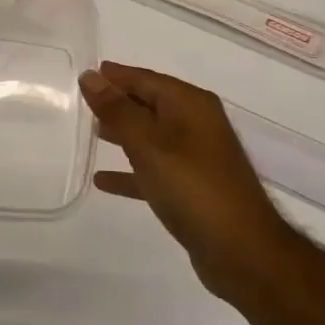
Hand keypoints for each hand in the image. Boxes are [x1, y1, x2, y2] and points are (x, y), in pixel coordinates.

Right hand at [78, 62, 291, 297]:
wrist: (241, 250)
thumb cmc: (192, 187)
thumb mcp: (148, 143)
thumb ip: (117, 109)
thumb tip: (90, 76)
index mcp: (190, 104)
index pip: (146, 79)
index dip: (116, 76)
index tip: (86, 74)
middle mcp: (196, 124)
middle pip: (150, 104)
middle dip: (118, 102)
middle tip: (82, 102)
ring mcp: (196, 157)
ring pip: (151, 136)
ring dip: (123, 134)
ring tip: (90, 133)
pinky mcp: (192, 188)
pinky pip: (154, 170)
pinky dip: (130, 171)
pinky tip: (103, 181)